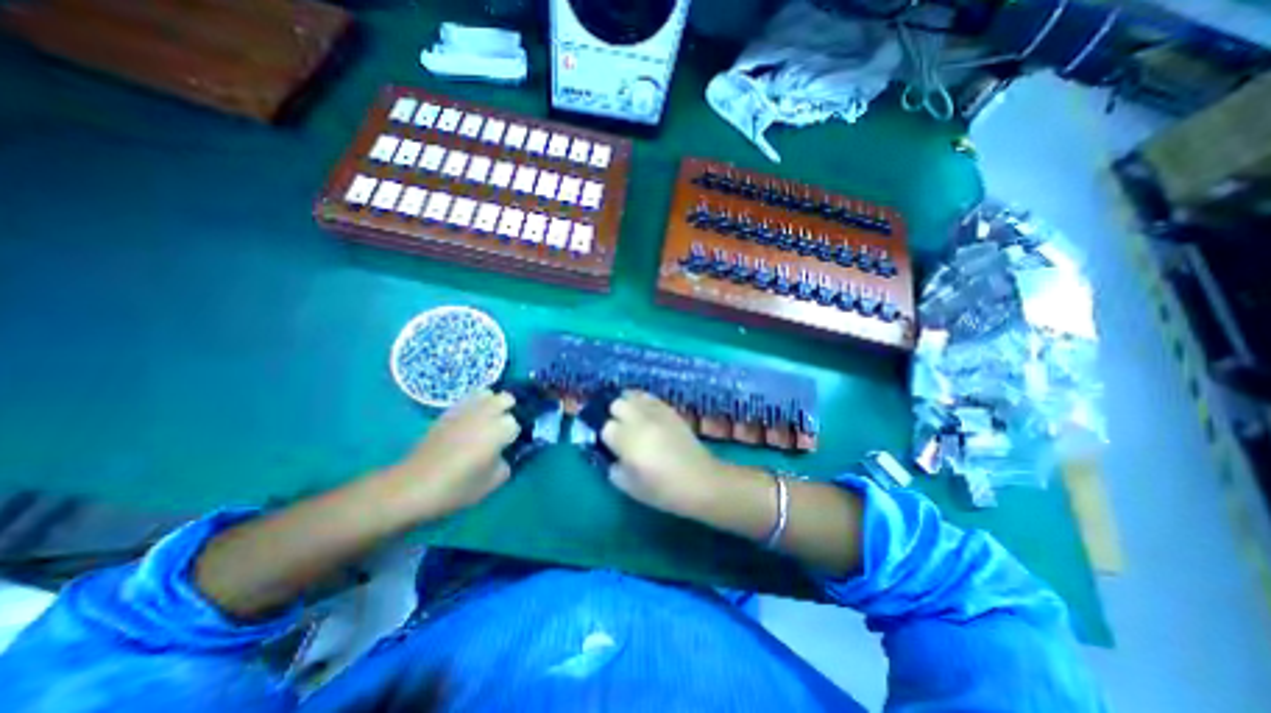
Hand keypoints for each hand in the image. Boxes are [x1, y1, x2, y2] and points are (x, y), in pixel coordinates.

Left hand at [392, 390, 522, 517]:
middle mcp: (486, 413)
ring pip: (488, 393)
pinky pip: (468, 399)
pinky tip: (470, 422)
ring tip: (487, 421)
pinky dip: (475, 405)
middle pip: (507, 398)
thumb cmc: (457, 487)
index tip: (510, 446)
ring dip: (492, 404)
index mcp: (500, 429)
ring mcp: (466, 410)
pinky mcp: (448, 412)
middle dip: (509, 410)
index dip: (515, 435)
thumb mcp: (492, 483)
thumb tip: (506, 453)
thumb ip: (507, 463)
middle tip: (502, 429)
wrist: (412, 486)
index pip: (518, 423)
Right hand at [599, 390, 717, 518]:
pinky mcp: (669, 409)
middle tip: (619, 429)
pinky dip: (642, 402)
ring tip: (630, 417)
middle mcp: (639, 420)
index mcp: (627, 440)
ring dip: (627, 405)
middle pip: (616, 404)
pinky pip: (649, 397)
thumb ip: (613, 467)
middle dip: (613, 415)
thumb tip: (611, 454)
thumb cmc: (663, 489)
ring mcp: (656, 412)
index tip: (610, 445)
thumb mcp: (629, 486)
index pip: (605, 427)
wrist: (700, 481)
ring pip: (632, 395)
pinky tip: (645, 414)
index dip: (606, 436)